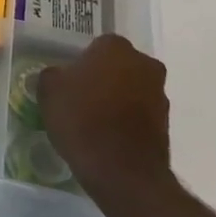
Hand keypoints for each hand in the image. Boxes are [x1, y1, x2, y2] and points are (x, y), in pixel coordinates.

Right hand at [36, 35, 173, 200]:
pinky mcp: (166, 123)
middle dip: (103, 77)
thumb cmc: (82, 119)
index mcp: (115, 47)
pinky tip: (108, 136)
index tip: (69, 80)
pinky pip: (140, 113)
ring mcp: (159, 94)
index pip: (96, 46)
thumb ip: (53, 75)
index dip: (81, 62)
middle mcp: (144, 64)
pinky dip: (127, 120)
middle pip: (118, 65)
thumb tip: (59, 76)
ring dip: (117, 98)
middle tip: (81, 97)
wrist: (122, 171)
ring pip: (132, 88)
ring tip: (93, 120)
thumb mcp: (49, 90)